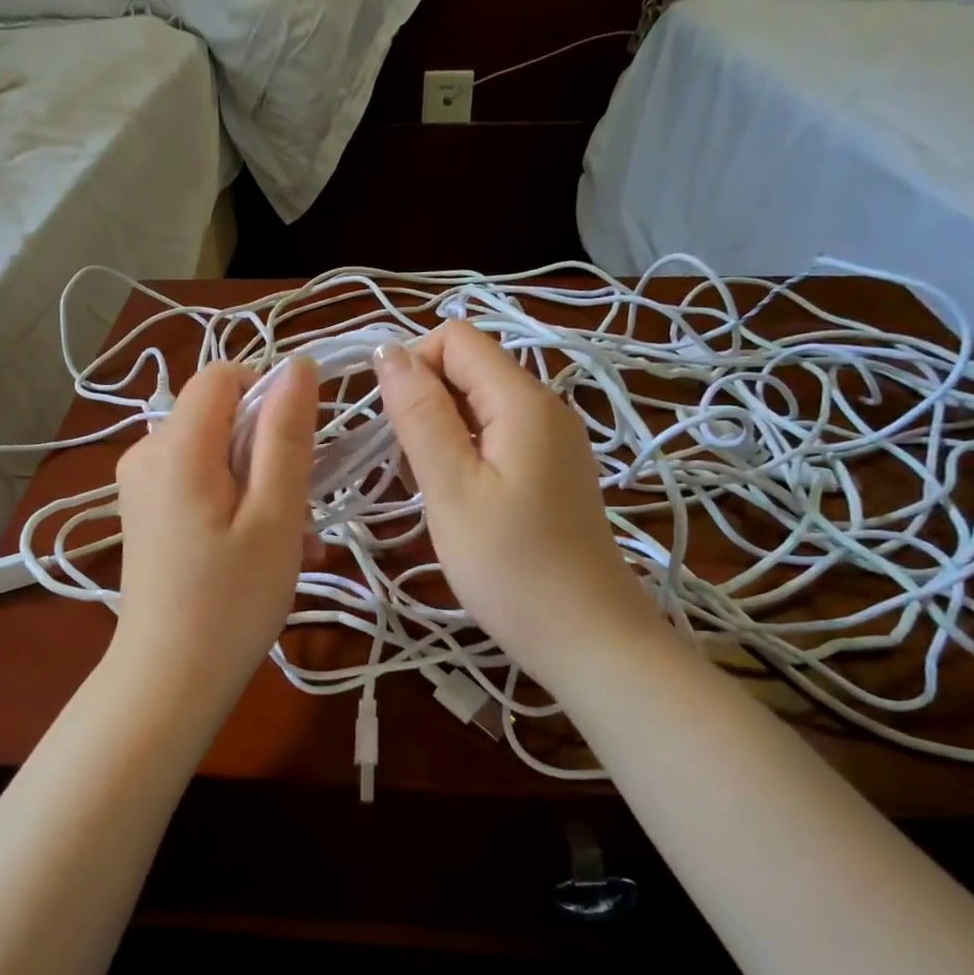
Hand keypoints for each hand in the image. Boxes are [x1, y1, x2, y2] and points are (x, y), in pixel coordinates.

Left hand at [110, 355, 319, 707]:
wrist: (169, 680)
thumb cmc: (231, 601)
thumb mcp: (274, 515)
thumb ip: (286, 435)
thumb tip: (296, 365)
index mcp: (176, 446)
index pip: (223, 375)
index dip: (269, 396)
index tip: (302, 448)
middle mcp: (147, 453)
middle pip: (221, 417)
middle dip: (270, 451)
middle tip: (300, 512)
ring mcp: (142, 486)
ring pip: (216, 454)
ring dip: (262, 485)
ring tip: (292, 542)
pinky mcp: (147, 513)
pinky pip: (200, 484)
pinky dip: (237, 504)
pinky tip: (265, 550)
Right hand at [376, 321, 665, 687]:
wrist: (586, 636)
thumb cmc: (510, 566)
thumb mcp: (452, 488)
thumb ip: (419, 414)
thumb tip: (387, 349)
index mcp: (524, 399)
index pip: (456, 338)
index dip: (412, 364)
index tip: (391, 423)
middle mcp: (546, 405)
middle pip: (470, 367)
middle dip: (425, 399)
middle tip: (407, 465)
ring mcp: (554, 439)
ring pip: (481, 404)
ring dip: (442, 430)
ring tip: (430, 486)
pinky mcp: (552, 469)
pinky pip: (499, 435)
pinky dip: (466, 451)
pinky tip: (459, 498)